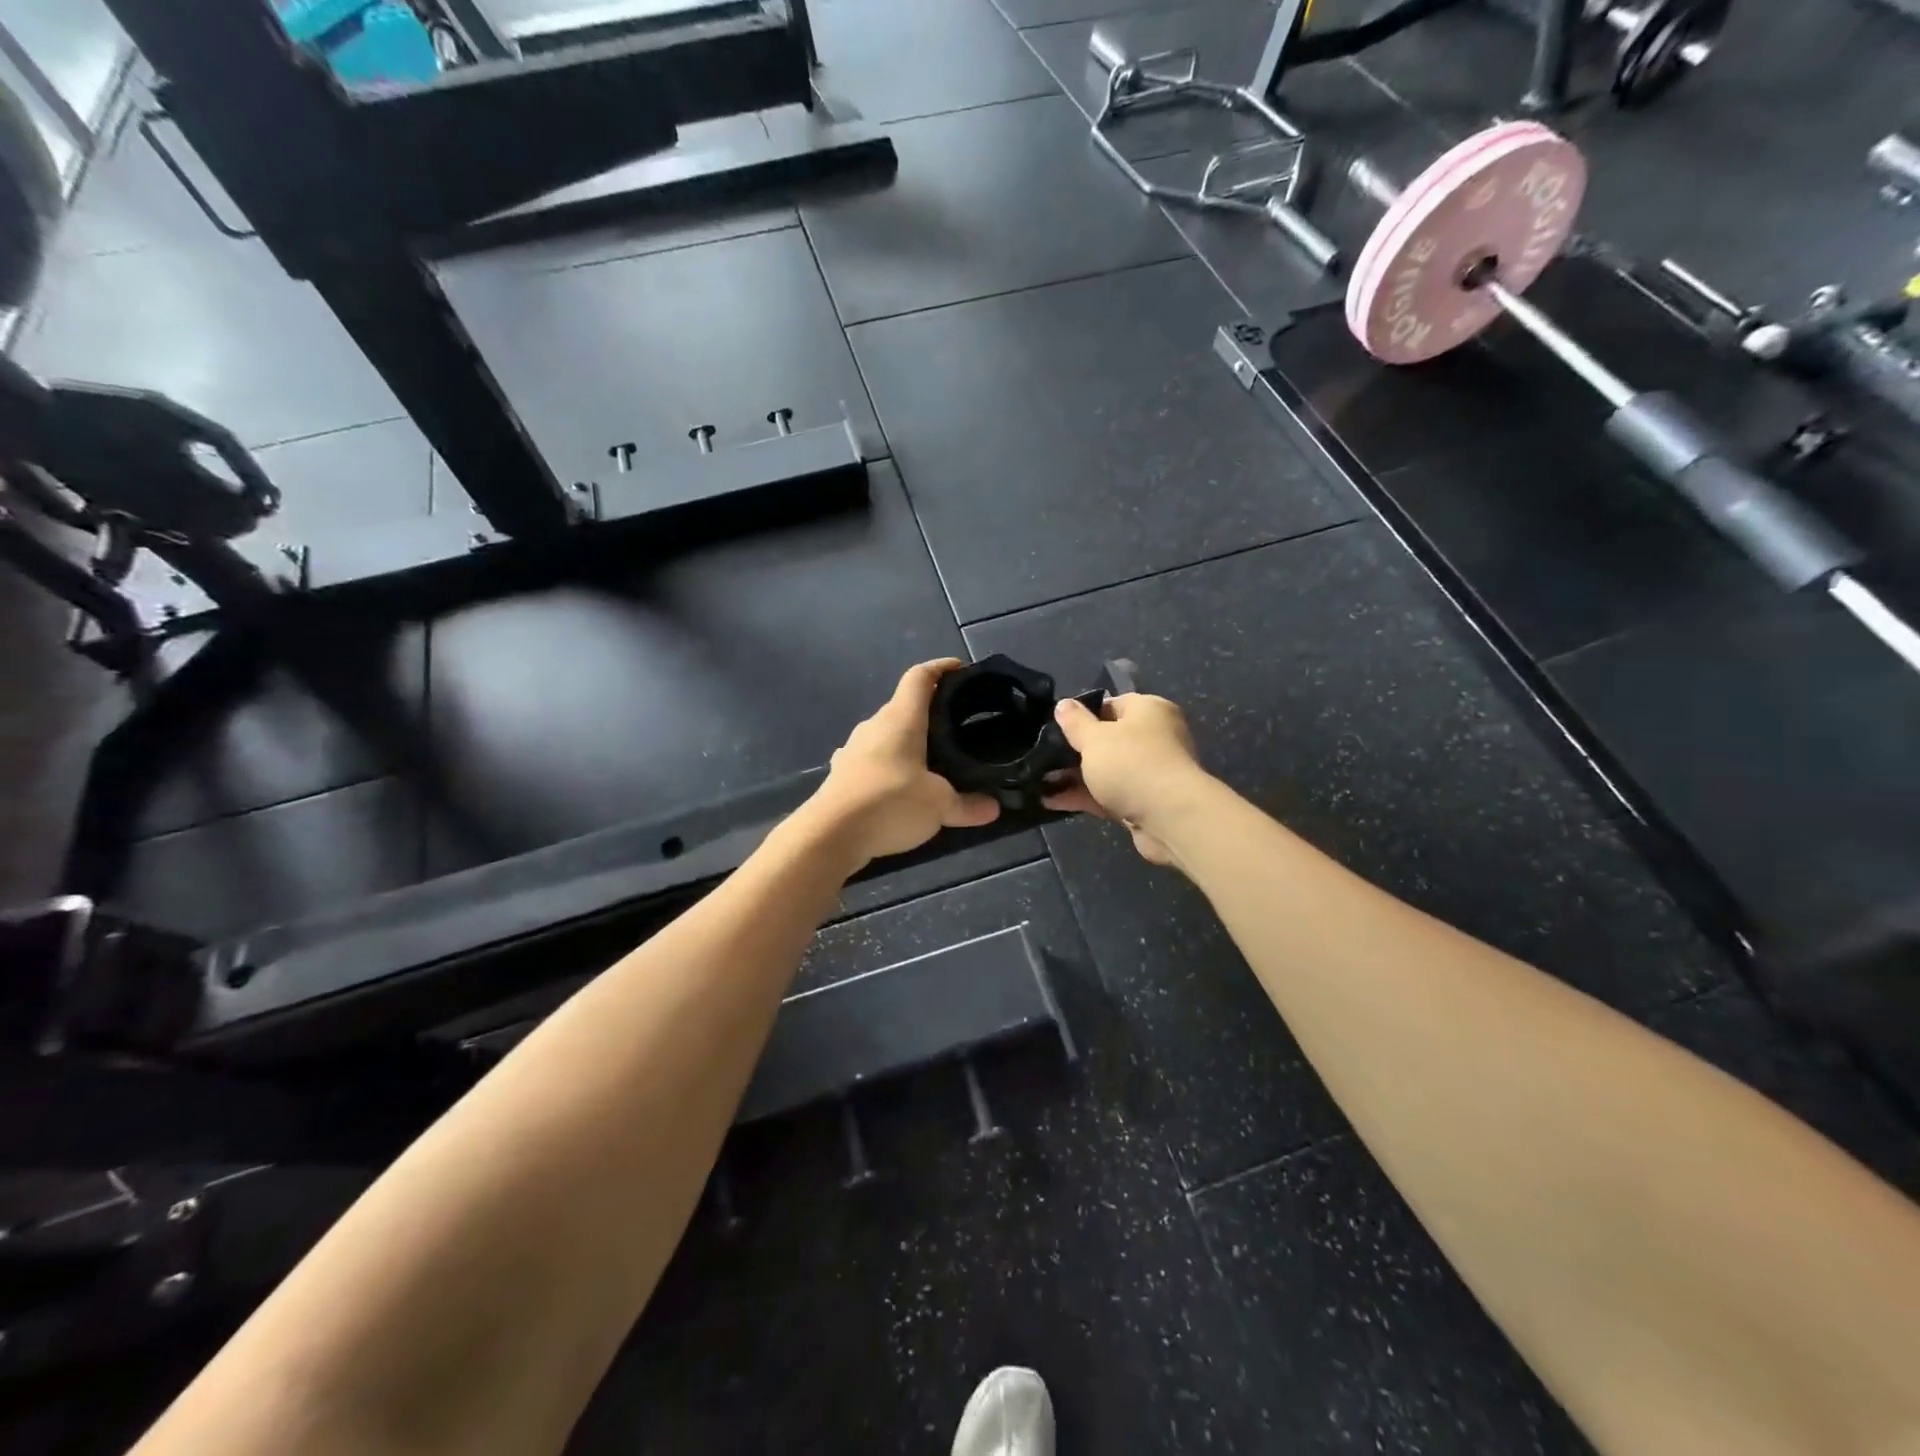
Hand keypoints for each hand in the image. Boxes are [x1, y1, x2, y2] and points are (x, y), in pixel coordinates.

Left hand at [803, 659, 1000, 868]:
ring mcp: (853, 749)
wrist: (830, 835)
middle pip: (903, 707)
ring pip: (886, 735)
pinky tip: (898, 785)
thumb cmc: (889, 803)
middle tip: (955, 725)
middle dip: (928, 712)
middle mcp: (874, 726)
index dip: (940, 668)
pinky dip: (888, 767)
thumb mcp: (939, 806)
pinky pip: (871, 761)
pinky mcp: (842, 775)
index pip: (919, 678)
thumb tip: (993, 808)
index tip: (960, 669)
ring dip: (907, 742)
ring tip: (931, 759)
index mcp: (900, 719)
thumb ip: (967, 805)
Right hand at [1043, 693, 1208, 865]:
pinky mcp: (1144, 803)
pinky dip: (1083, 797)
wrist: (1170, 818)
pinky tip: (1051, 801)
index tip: (1057, 727)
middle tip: (1043, 756)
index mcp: (1148, 710)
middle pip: (1108, 739)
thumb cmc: (1131, 763)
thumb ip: (1075, 722)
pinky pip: (1108, 795)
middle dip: (1075, 750)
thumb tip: (1063, 704)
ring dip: (1075, 776)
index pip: (1111, 704)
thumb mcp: (1095, 738)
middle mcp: (1154, 737)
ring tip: (1039, 781)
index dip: (1082, 714)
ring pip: (1106, 770)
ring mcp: (1150, 772)